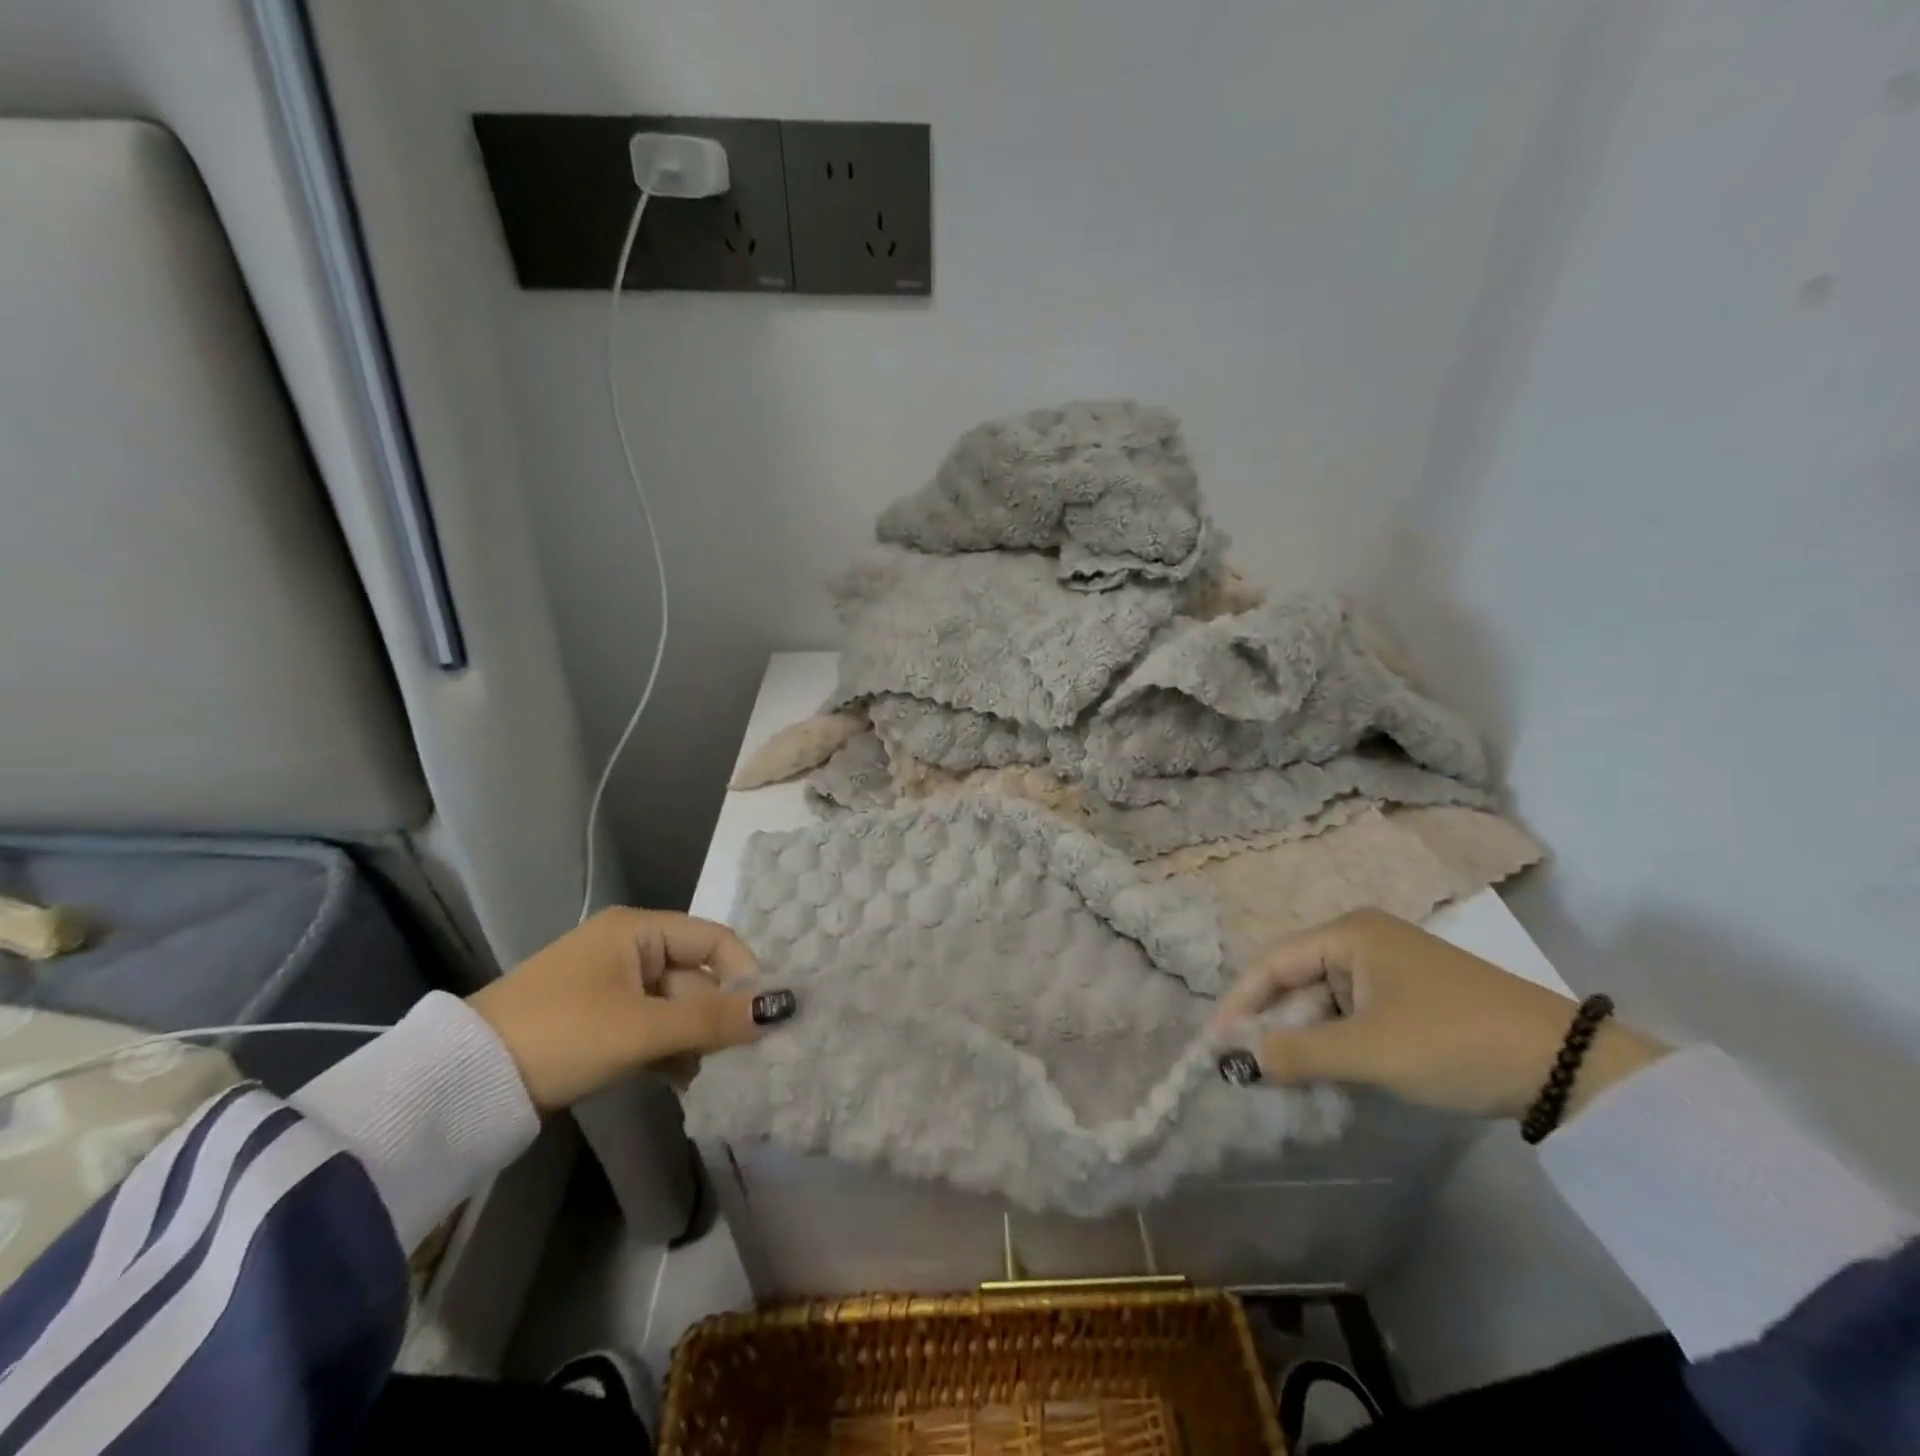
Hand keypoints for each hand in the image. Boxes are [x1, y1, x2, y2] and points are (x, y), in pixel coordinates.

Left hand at [468, 908, 793, 1112]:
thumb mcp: (640, 1028)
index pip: (713, 939)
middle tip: (734, 1058)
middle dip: (714, 1015)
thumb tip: (781, 1009)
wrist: (463, 1082)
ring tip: (702, 1075)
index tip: (763, 1017)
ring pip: (674, 1005)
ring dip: (693, 1038)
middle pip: (694, 975)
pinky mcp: (596, 1020)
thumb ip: (712, 1019)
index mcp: (636, 930)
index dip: (743, 973)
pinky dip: (667, 1049)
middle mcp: (626, 948)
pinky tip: (678, 1080)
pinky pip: (650, 1025)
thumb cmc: (560, 1035)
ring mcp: (609, 985)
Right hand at [1211, 910, 1664, 1122]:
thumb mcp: (1369, 1051)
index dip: (1239, 1002)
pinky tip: (1328, 1071)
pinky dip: (1336, 1041)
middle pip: (1296, 979)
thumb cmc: (1452, 1041)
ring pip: (1325, 1000)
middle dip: (1272, 1022)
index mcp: (1348, 933)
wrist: (1566, 1064)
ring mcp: (1390, 967)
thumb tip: (1237, 1060)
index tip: (1214, 1043)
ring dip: (1304, 1036)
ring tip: (1283, 1076)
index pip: (1272, 963)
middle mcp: (1363, 939)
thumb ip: (1297, 1053)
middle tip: (1247, 1066)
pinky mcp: (1412, 996)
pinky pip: (1354, 1014)